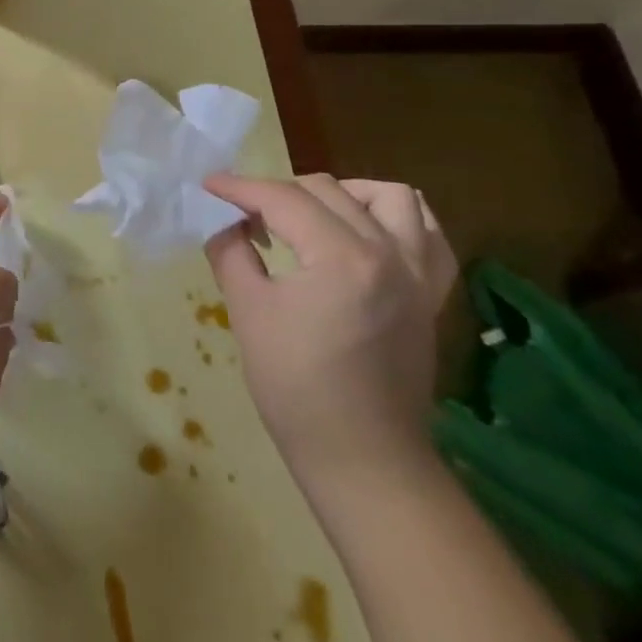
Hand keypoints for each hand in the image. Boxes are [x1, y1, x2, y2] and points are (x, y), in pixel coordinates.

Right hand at [202, 174, 458, 491]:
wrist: (362, 457)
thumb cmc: (296, 388)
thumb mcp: (248, 313)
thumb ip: (230, 253)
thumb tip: (224, 222)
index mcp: (341, 257)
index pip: (283, 199)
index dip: (240, 187)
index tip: (209, 185)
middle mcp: (388, 252)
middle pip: (327, 191)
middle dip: (278, 191)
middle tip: (245, 214)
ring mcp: (418, 273)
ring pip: (389, 196)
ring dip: (344, 193)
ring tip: (311, 213)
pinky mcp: (431, 294)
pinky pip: (429, 233)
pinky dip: (397, 218)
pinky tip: (368, 229)